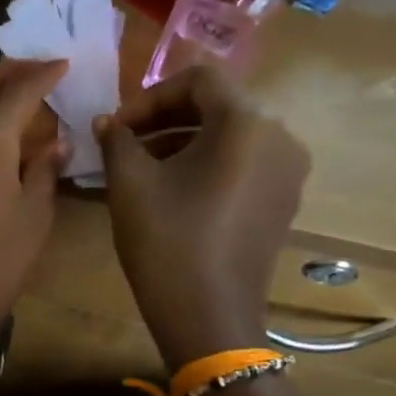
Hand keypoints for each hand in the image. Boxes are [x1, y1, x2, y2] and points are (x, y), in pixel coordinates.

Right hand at [96, 64, 308, 366]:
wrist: (209, 316)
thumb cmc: (167, 241)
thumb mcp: (130, 184)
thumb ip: (117, 140)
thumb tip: (107, 123)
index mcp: (246, 123)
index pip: (198, 80)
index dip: (150, 96)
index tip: (117, 127)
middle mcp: (280, 137)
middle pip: (217, 105)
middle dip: (164, 118)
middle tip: (124, 144)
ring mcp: (288, 172)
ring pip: (230, 136)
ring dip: (182, 141)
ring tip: (141, 168)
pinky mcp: (283, 201)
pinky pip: (243, 164)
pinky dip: (206, 164)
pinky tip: (173, 192)